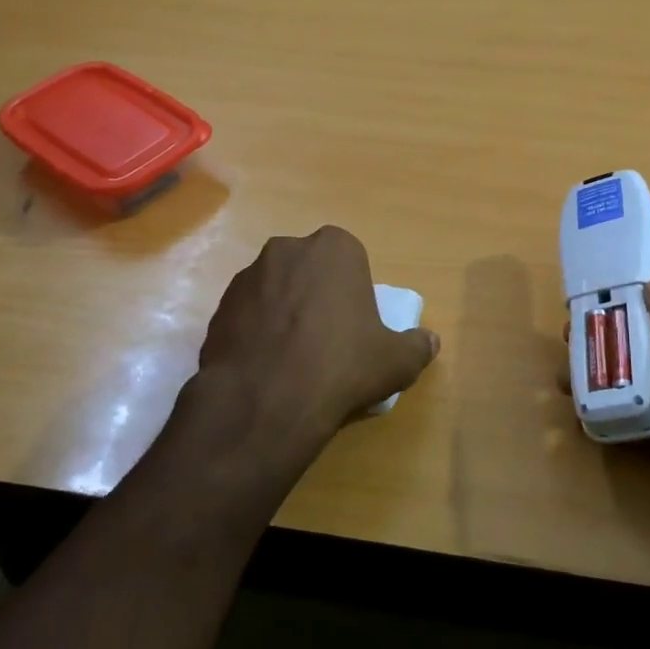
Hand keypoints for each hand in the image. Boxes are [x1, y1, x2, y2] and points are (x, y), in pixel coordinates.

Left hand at [194, 226, 438, 472]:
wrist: (265, 400)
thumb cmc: (342, 366)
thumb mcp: (396, 361)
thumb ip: (418, 346)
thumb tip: (430, 341)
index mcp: (334, 248)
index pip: (350, 258)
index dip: (353, 290)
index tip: (356, 323)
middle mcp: (287, 249)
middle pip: (309, 270)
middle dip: (316, 294)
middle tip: (327, 339)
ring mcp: (247, 276)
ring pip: (276, 290)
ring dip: (284, 312)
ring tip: (293, 358)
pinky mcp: (219, 307)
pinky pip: (248, 315)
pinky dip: (257, 332)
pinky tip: (266, 367)